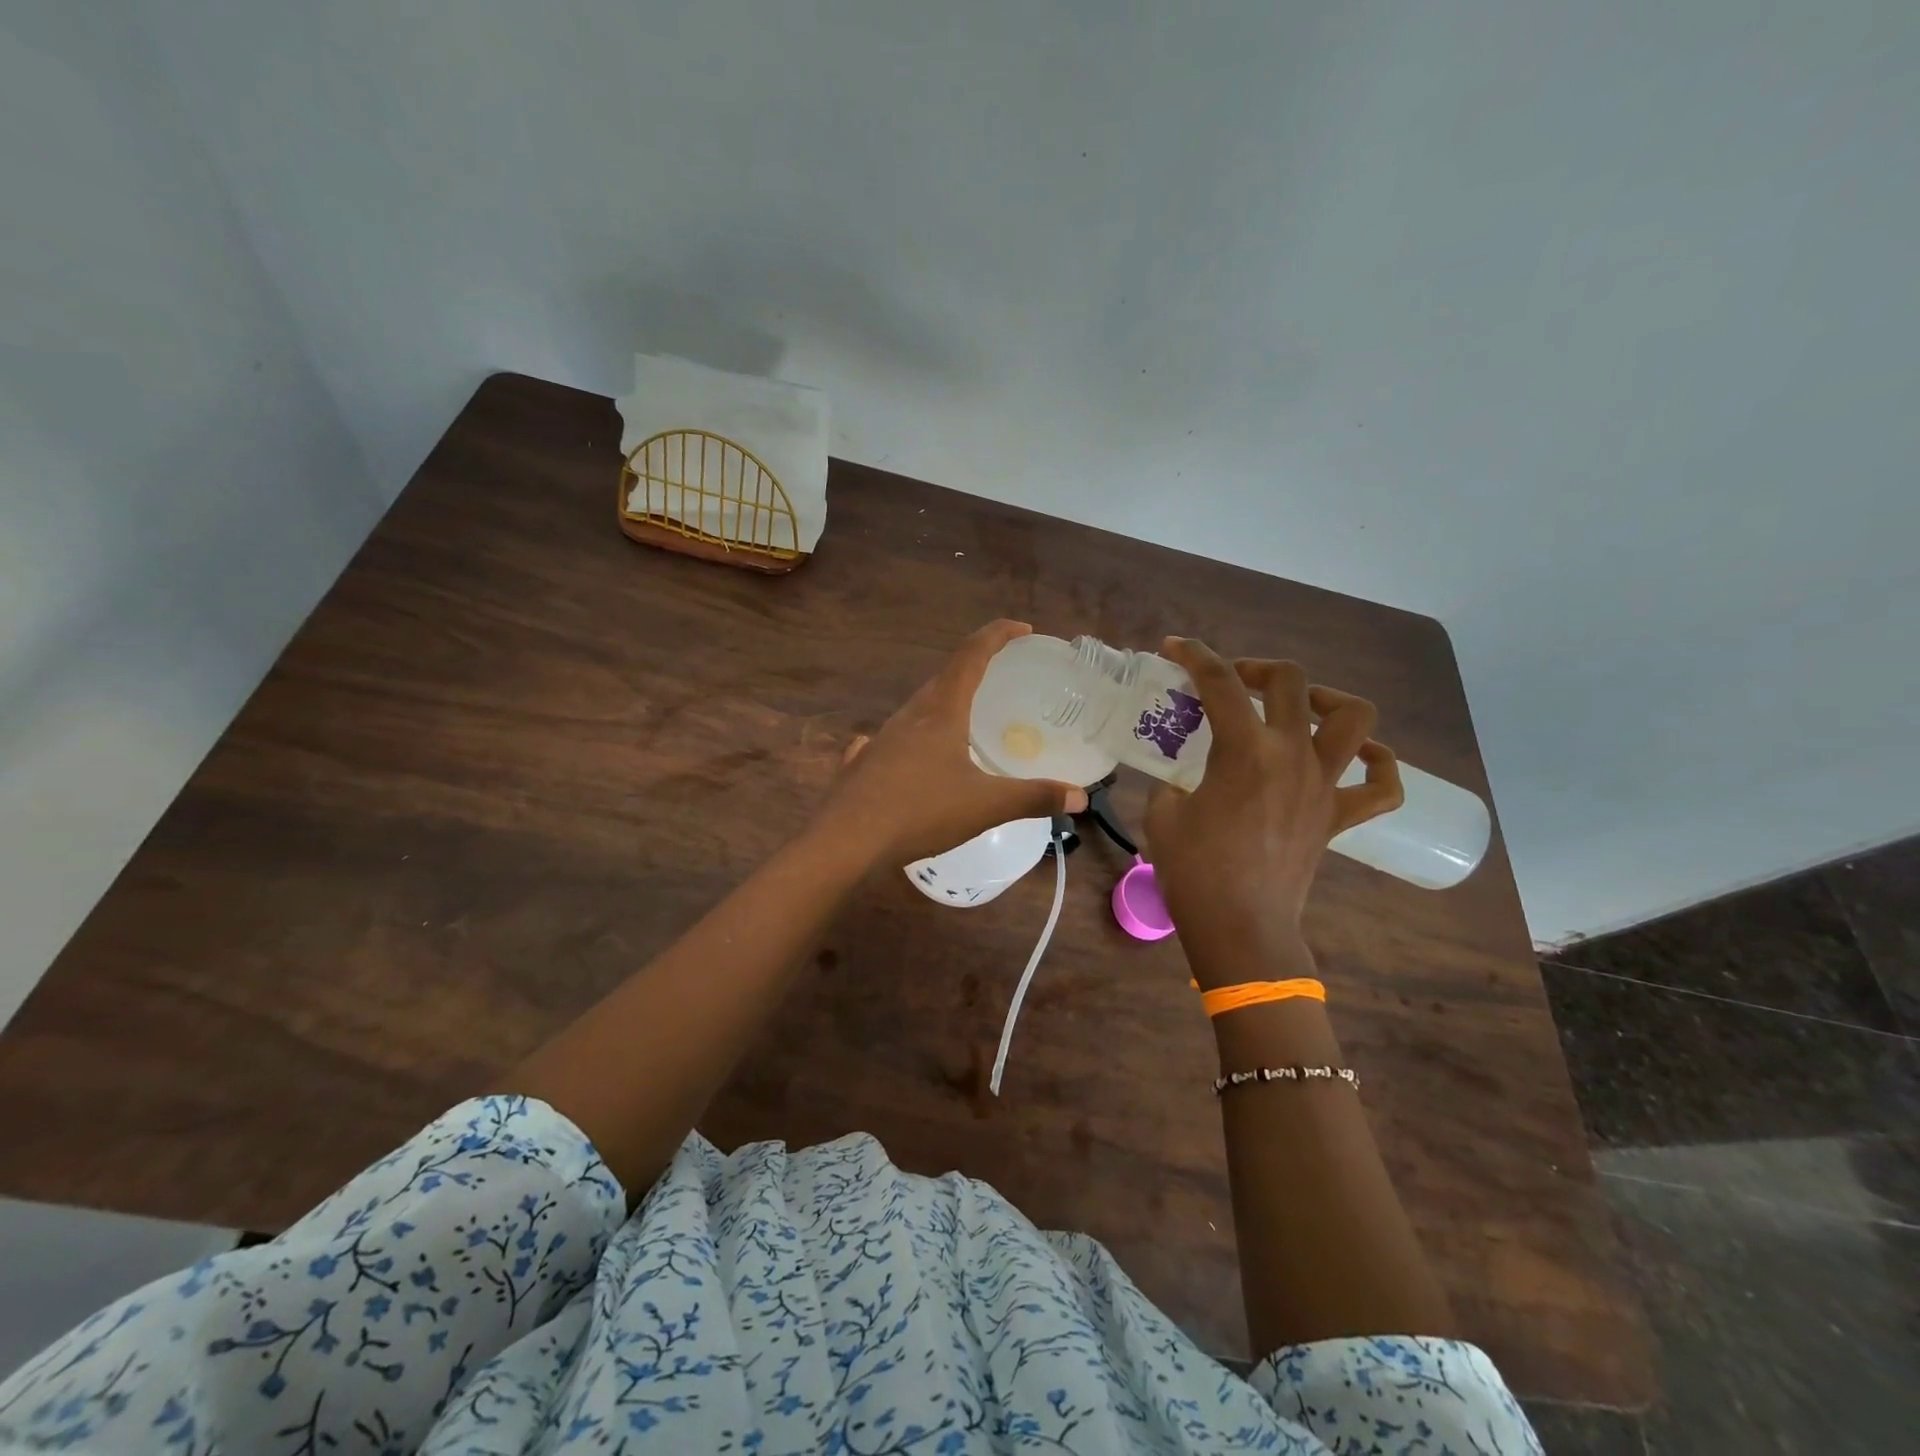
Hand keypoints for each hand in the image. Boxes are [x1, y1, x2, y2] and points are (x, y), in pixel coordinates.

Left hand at [818, 620, 1089, 865]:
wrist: (846, 841)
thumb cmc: (920, 812)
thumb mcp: (986, 806)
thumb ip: (1034, 798)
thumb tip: (1079, 797)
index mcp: (941, 711)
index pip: (972, 655)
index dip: (998, 635)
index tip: (1023, 628)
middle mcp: (909, 715)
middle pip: (944, 678)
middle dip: (974, 669)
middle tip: (999, 678)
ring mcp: (880, 738)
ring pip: (917, 709)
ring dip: (943, 703)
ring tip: (963, 720)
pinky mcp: (862, 764)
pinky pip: (890, 741)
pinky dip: (909, 739)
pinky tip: (907, 755)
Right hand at [1145, 637, 1401, 985]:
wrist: (1240, 927)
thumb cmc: (1194, 872)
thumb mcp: (1162, 815)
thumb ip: (1171, 782)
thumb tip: (1180, 779)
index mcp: (1244, 750)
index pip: (1220, 683)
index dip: (1194, 656)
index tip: (1173, 648)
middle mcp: (1292, 755)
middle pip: (1292, 681)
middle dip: (1257, 668)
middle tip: (1232, 683)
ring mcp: (1323, 785)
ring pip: (1355, 719)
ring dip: (1327, 700)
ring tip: (1299, 707)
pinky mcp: (1338, 817)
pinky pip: (1382, 786)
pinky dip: (1378, 764)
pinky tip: (1358, 756)